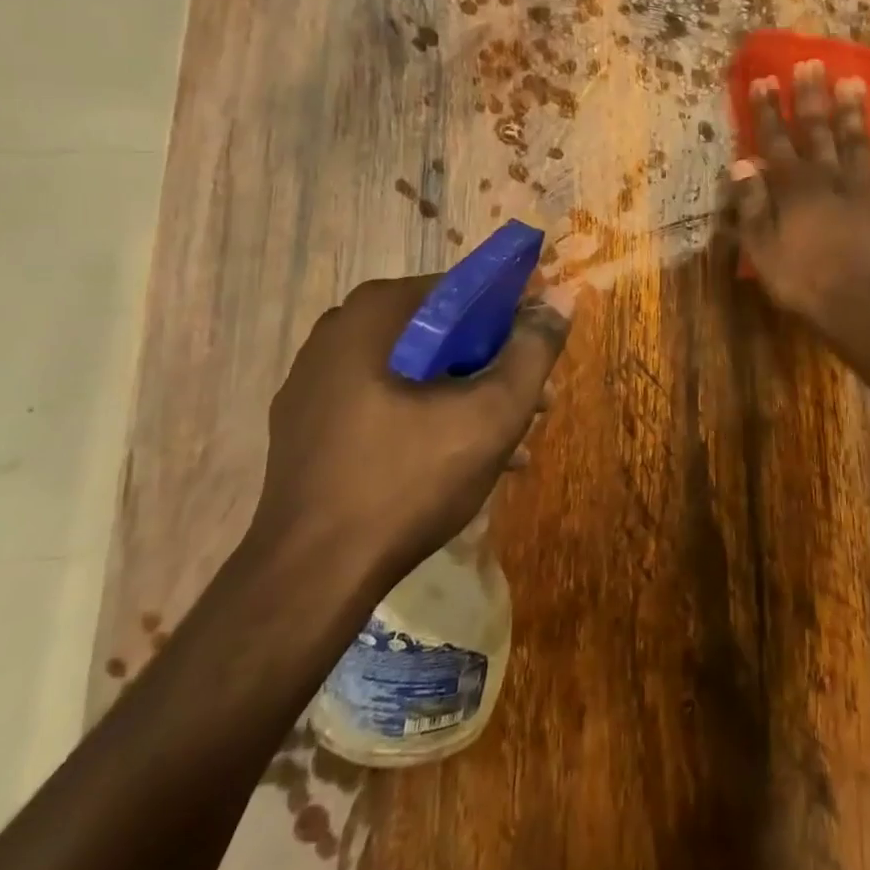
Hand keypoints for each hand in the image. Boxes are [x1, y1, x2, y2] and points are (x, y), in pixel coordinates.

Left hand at [253, 275, 572, 584]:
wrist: (311, 579)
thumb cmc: (408, 481)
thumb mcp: (492, 413)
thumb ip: (533, 350)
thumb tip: (561, 299)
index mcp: (375, 314)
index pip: (463, 290)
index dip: (514, 316)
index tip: (542, 352)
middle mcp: (338, 333)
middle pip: (440, 333)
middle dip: (494, 365)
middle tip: (534, 404)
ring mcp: (316, 382)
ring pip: (414, 371)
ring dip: (467, 396)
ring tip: (512, 440)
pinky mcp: (309, 427)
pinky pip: (384, 402)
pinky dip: (427, 418)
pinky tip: (463, 461)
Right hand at [728, 58, 869, 327]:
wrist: (861, 304)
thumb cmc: (803, 279)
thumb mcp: (762, 248)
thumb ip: (752, 204)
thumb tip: (741, 164)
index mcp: (793, 187)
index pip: (775, 140)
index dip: (768, 110)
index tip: (765, 79)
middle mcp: (828, 178)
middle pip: (818, 131)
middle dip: (812, 97)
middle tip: (813, 63)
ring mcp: (862, 189)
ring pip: (856, 142)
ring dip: (853, 112)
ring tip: (853, 82)